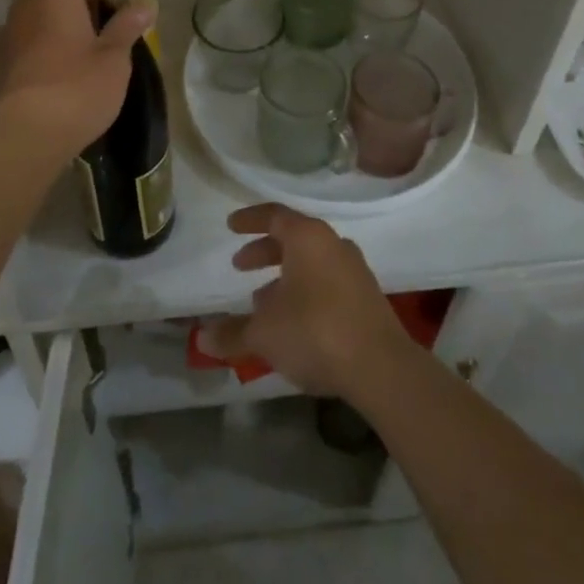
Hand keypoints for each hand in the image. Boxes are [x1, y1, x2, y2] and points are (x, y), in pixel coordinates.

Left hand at [0, 0, 152, 162]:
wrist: (30, 134)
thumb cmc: (79, 86)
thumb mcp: (115, 57)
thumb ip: (128, 25)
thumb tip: (146, 2)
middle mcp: (27, 4)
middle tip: (106, 9)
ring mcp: (11, 33)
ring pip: (38, 11)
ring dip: (61, 17)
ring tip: (91, 37)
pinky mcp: (5, 61)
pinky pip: (30, 35)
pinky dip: (48, 39)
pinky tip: (68, 60)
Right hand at [199, 204, 413, 399]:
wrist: (382, 367)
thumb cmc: (315, 332)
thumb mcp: (264, 334)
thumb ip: (232, 333)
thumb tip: (201, 338)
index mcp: (307, 237)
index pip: (273, 215)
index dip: (249, 220)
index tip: (231, 226)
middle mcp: (333, 244)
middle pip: (293, 237)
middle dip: (264, 251)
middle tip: (240, 266)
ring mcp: (354, 270)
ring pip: (311, 262)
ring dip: (285, 275)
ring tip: (262, 300)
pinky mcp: (367, 297)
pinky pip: (327, 282)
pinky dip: (305, 291)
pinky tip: (294, 321)